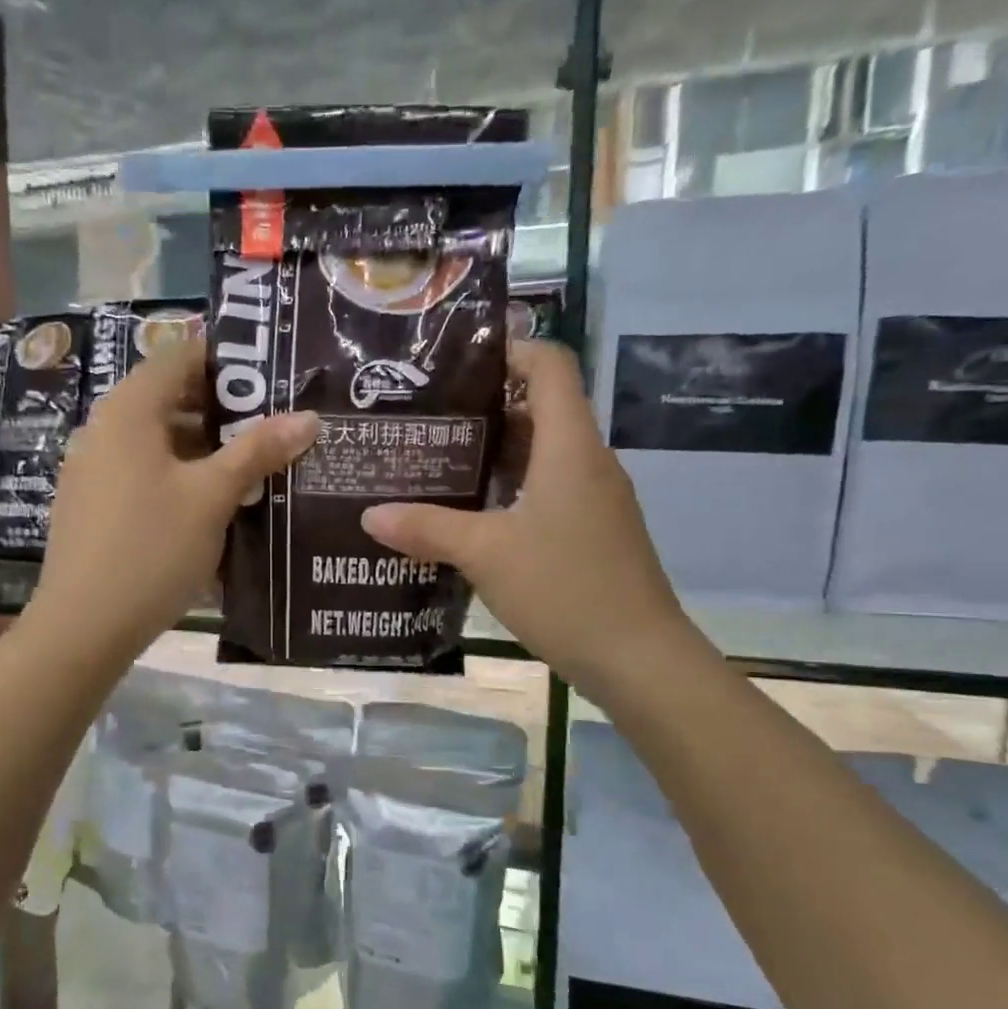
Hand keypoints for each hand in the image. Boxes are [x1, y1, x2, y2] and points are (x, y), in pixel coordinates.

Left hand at [30, 340, 319, 668]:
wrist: (84, 625)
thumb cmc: (153, 548)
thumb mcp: (213, 497)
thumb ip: (258, 451)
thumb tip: (309, 416)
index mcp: (128, 410)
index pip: (178, 356)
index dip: (224, 360)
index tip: (268, 378)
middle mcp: (103, 429)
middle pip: (167, 398)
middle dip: (221, 410)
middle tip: (270, 427)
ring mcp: (91, 469)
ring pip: (156, 441)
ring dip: (201, 449)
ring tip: (249, 470)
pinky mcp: (90, 505)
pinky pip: (140, 472)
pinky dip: (175, 476)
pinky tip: (207, 507)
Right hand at [361, 340, 700, 695]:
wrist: (638, 658)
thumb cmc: (565, 588)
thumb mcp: (485, 554)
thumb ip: (427, 528)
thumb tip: (369, 514)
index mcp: (569, 447)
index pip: (550, 365)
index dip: (510, 350)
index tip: (457, 362)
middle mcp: (587, 462)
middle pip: (542, 408)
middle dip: (486, 406)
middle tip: (428, 416)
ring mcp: (595, 498)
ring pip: (544, 453)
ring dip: (496, 451)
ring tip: (438, 460)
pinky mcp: (593, 530)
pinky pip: (549, 489)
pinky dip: (511, 487)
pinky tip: (472, 513)